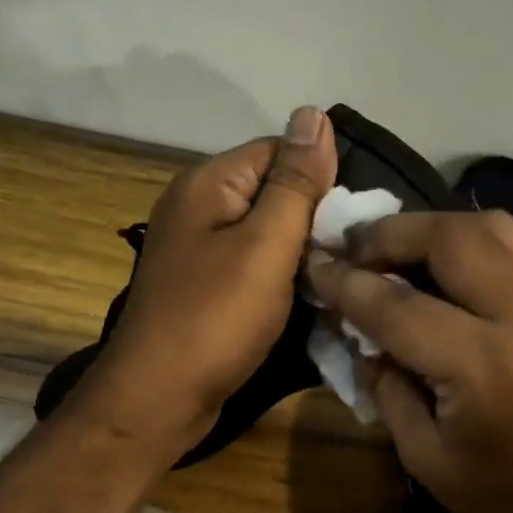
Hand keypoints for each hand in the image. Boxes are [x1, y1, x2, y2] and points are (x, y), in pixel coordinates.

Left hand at [75, 106, 336, 460]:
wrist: (158, 399)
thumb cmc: (215, 319)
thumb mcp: (266, 245)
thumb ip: (294, 182)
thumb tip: (314, 113)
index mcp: (208, 183)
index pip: (280, 151)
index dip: (321, 180)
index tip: (354, 222)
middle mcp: (197, 207)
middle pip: (273, 192)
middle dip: (313, 220)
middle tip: (350, 257)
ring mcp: (198, 249)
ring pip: (266, 233)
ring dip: (301, 253)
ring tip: (335, 279)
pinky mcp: (204, 286)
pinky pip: (252, 266)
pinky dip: (280, 279)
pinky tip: (305, 299)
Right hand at [306, 211, 512, 512]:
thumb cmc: (508, 507)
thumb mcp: (426, 458)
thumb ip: (387, 386)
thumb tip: (360, 335)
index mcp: (482, 367)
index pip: (395, 304)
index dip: (345, 283)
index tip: (313, 265)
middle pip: (449, 237)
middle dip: (390, 234)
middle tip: (352, 247)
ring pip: (489, 229)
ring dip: (432, 231)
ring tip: (395, 251)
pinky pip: (512, 253)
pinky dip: (467, 249)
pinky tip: (441, 275)